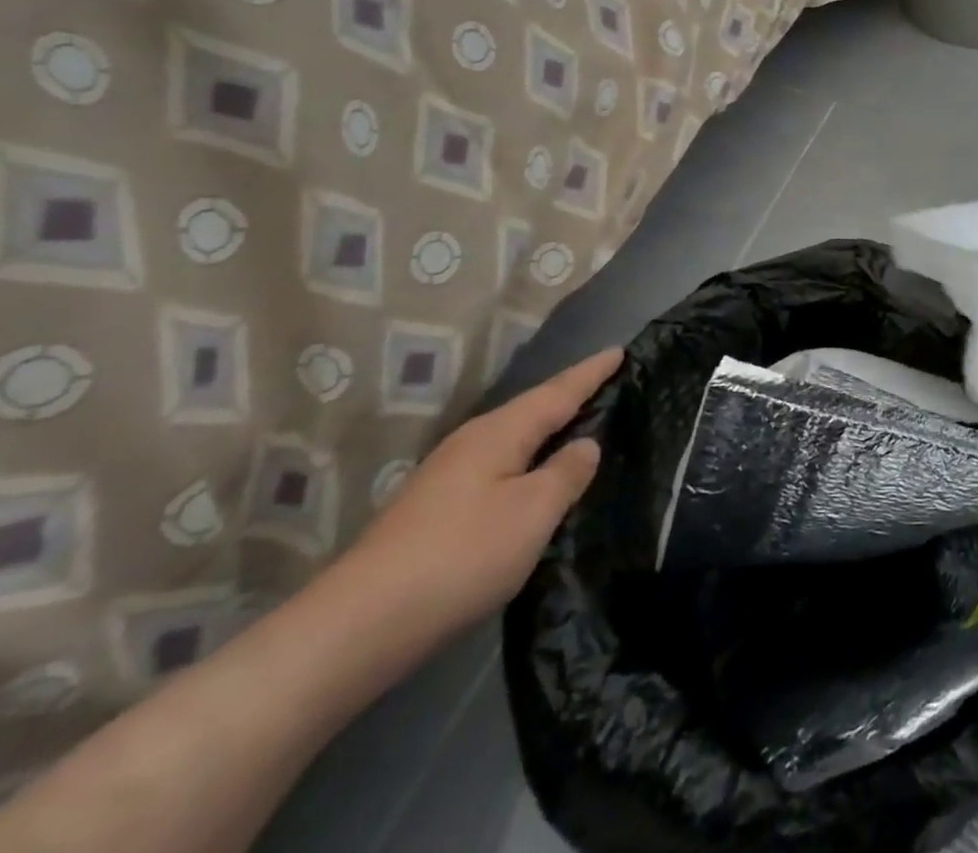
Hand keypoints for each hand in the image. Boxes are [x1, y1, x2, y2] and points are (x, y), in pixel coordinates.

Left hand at [330, 349, 621, 650]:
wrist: (357, 627)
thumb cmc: (461, 556)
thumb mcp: (533, 512)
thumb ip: (567, 473)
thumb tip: (586, 444)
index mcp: (500, 432)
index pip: (559, 391)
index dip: (592, 372)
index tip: (620, 350)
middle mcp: (472, 442)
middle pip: (533, 409)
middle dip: (570, 394)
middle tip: (608, 383)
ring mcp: (448, 476)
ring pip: (513, 438)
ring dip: (547, 428)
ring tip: (580, 424)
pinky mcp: (435, 509)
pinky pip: (499, 465)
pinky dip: (527, 458)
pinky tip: (533, 477)